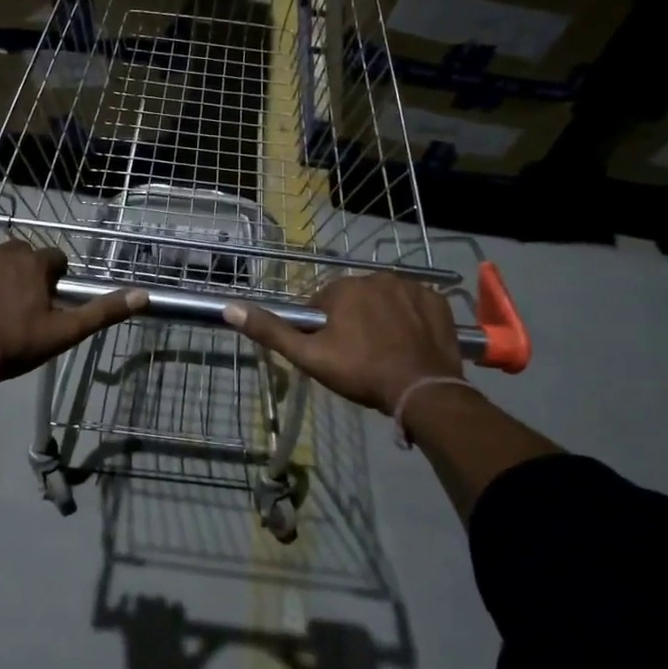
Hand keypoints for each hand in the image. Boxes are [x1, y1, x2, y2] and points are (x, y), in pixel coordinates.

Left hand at [0, 228, 145, 395]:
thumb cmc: (15, 345)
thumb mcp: (64, 333)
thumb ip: (102, 312)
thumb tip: (143, 295)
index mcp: (34, 264)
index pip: (55, 257)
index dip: (55, 276)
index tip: (49, 298)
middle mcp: (3, 250)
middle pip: (21, 247)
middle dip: (24, 265)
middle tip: (21, 295)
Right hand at [224, 273, 464, 414]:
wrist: (422, 391)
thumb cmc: (361, 372)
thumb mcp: (309, 357)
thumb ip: (271, 331)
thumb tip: (230, 308)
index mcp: (344, 287)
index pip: (323, 303)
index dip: (323, 329)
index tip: (333, 352)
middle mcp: (378, 277)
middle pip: (354, 298)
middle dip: (352, 321)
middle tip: (358, 355)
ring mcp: (412, 287)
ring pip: (384, 300)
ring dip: (381, 318)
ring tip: (385, 352)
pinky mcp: (438, 301)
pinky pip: (415, 305)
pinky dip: (410, 319)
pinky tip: (409, 343)